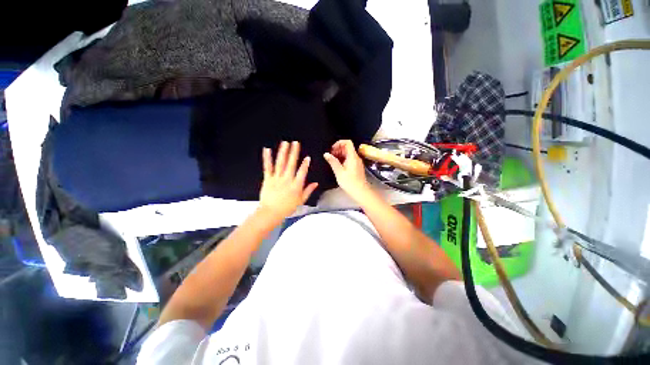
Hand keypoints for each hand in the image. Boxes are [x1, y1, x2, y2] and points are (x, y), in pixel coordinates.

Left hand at [259, 141, 317, 219]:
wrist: (271, 213)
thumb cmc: (287, 208)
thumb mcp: (301, 200)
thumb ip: (308, 190)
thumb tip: (316, 183)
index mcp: (296, 185)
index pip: (302, 172)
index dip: (305, 164)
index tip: (307, 157)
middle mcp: (287, 180)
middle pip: (291, 164)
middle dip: (294, 152)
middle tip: (295, 143)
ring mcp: (277, 178)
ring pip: (280, 163)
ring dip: (283, 152)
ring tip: (285, 143)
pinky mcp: (268, 179)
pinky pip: (267, 167)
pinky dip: (267, 158)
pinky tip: (267, 150)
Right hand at [323, 140, 370, 199]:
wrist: (360, 191)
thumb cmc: (350, 182)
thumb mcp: (339, 172)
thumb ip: (332, 161)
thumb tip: (326, 154)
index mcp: (352, 156)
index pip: (347, 142)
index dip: (339, 143)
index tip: (332, 149)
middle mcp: (356, 157)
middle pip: (347, 147)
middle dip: (338, 149)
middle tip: (331, 156)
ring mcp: (357, 162)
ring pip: (348, 153)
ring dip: (340, 154)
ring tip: (333, 161)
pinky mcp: (357, 166)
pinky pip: (350, 159)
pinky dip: (343, 159)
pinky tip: (338, 166)